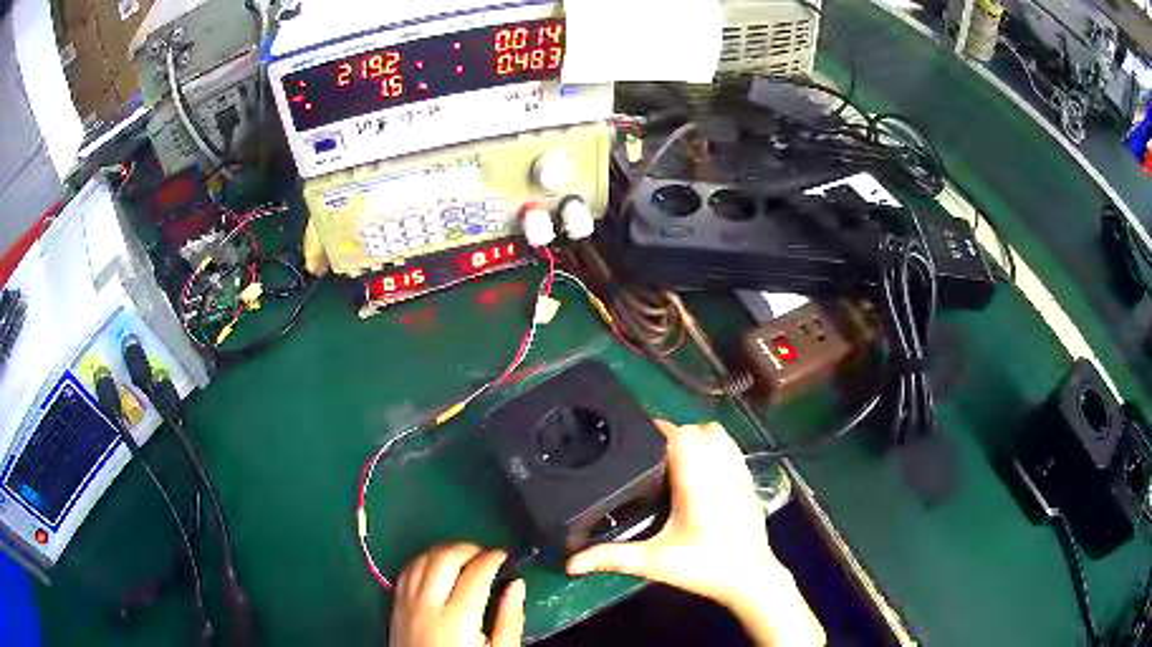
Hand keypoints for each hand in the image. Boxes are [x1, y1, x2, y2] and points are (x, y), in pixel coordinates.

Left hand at [390, 543, 524, 646]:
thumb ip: (509, 619)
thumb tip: (517, 584)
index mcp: (457, 620)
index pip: (475, 574)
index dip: (492, 558)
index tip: (506, 556)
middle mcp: (427, 605)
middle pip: (444, 559)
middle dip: (468, 548)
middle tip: (486, 554)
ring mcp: (406, 604)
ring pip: (421, 559)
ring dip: (444, 551)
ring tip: (464, 557)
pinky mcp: (395, 606)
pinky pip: (407, 571)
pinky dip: (424, 560)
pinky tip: (438, 566)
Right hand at [567, 420, 823, 645]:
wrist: (750, 577)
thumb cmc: (704, 567)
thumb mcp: (655, 562)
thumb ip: (612, 558)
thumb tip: (571, 563)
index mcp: (697, 480)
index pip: (678, 435)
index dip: (653, 433)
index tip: (632, 442)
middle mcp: (720, 467)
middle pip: (694, 430)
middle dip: (669, 436)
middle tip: (645, 458)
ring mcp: (737, 470)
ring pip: (714, 432)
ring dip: (693, 437)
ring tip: (671, 459)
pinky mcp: (747, 477)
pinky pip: (729, 445)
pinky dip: (713, 445)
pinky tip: (698, 467)